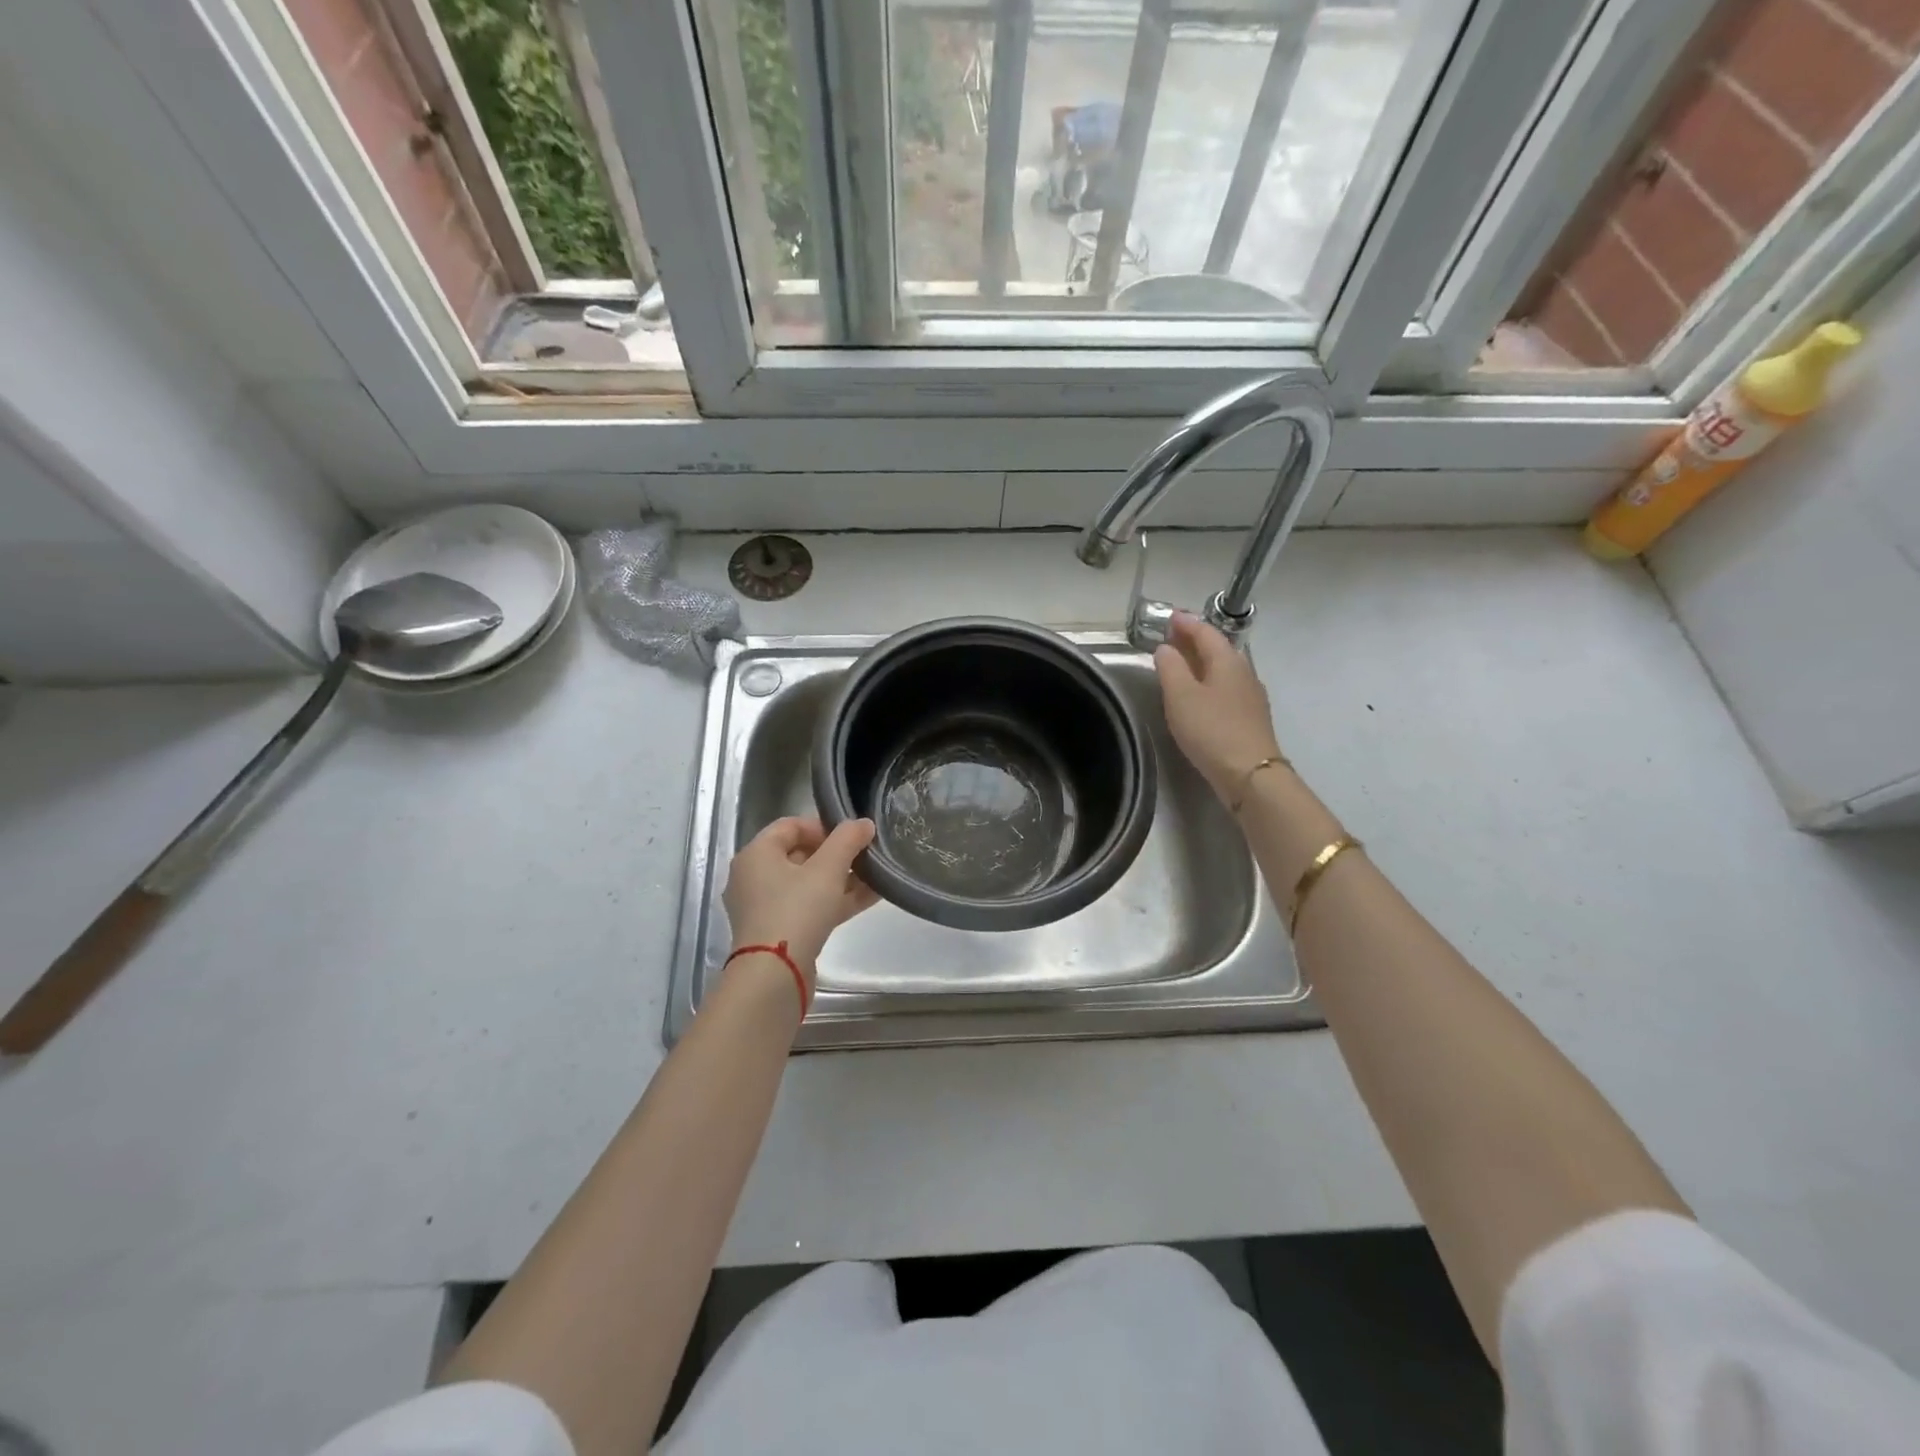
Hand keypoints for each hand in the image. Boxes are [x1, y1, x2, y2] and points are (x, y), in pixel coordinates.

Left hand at [723, 816, 879, 982]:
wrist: (774, 976)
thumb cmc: (796, 910)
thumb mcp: (827, 869)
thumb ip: (847, 840)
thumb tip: (863, 823)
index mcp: (756, 854)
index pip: (790, 825)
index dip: (823, 826)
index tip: (850, 837)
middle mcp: (753, 878)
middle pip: (800, 855)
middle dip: (836, 855)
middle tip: (864, 857)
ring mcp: (764, 908)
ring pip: (807, 884)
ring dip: (841, 879)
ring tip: (875, 877)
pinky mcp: (778, 933)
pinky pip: (809, 907)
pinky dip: (834, 901)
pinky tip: (869, 898)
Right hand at [1152, 612, 1283, 804]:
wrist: (1250, 774)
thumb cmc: (1211, 730)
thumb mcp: (1180, 696)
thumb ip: (1170, 668)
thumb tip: (1165, 648)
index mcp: (1228, 661)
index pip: (1206, 632)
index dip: (1187, 623)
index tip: (1170, 617)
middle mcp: (1244, 672)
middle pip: (1218, 649)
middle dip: (1195, 641)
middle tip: (1172, 638)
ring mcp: (1251, 696)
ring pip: (1224, 669)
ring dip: (1202, 662)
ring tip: (1182, 665)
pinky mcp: (1251, 718)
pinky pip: (1227, 688)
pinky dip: (1210, 682)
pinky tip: (1200, 694)